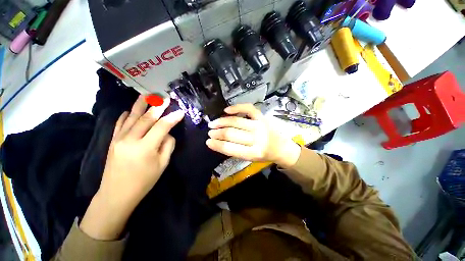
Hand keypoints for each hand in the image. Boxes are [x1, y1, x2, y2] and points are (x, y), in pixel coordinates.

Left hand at [80, 95, 183, 239]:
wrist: (116, 194)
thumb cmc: (144, 181)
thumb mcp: (162, 164)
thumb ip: (168, 145)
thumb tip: (167, 133)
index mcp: (145, 148)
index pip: (162, 127)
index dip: (172, 118)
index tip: (181, 112)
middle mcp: (130, 140)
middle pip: (146, 118)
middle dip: (158, 107)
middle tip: (165, 98)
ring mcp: (119, 139)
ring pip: (131, 117)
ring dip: (140, 105)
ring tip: (147, 95)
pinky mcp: (112, 141)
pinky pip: (119, 124)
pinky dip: (125, 115)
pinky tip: (128, 110)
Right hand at [206, 104, 300, 167]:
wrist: (283, 148)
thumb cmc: (266, 155)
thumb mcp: (251, 158)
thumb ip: (237, 151)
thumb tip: (220, 142)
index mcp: (254, 153)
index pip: (231, 148)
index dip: (217, 145)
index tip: (208, 141)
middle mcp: (257, 139)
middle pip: (232, 134)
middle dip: (218, 133)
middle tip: (210, 132)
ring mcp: (260, 125)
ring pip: (236, 121)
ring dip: (222, 122)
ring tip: (213, 123)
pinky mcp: (262, 117)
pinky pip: (248, 108)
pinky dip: (236, 108)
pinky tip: (226, 110)